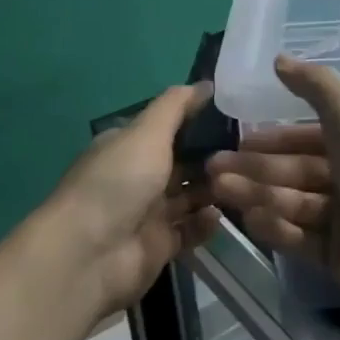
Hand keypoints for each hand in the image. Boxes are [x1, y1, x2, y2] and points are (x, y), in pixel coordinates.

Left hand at [19, 84, 219, 320]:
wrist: (89, 255)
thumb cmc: (118, 183)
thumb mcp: (147, 132)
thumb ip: (176, 106)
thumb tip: (206, 84)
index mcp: (130, 147)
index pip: (170, 128)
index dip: (201, 121)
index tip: (238, 116)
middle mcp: (139, 177)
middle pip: (184, 162)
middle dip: (214, 157)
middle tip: (250, 151)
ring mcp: (149, 213)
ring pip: (191, 196)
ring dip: (214, 189)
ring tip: (242, 181)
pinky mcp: (160, 245)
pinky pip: (191, 230)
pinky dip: (206, 223)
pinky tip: (219, 215)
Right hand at [206, 57, 339, 314]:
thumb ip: (315, 88)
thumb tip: (279, 59)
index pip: (311, 137)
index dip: (274, 139)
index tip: (237, 141)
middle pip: (297, 171)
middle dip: (255, 169)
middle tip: (212, 169)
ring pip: (295, 202)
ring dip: (258, 195)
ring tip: (219, 191)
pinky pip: (303, 238)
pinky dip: (279, 228)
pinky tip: (253, 219)